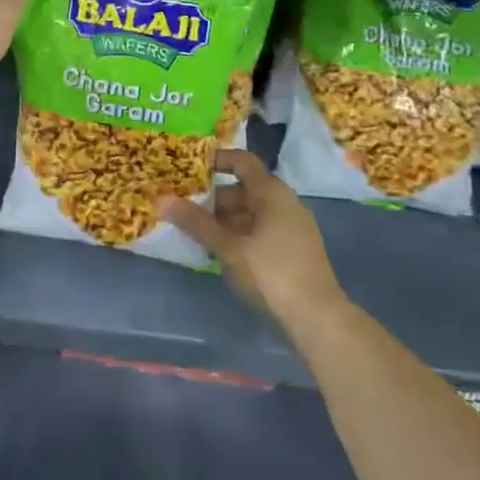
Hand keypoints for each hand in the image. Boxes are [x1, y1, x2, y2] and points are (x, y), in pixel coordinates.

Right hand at [163, 151, 346, 326]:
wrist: (318, 319)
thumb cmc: (271, 272)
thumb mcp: (228, 247)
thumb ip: (196, 222)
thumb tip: (162, 199)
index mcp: (272, 192)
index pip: (242, 161)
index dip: (216, 160)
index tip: (189, 168)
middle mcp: (285, 202)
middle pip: (243, 190)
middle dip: (213, 198)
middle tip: (183, 207)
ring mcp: (292, 227)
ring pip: (250, 213)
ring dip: (223, 220)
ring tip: (194, 231)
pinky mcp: (293, 250)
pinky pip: (260, 231)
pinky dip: (238, 235)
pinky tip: (218, 252)